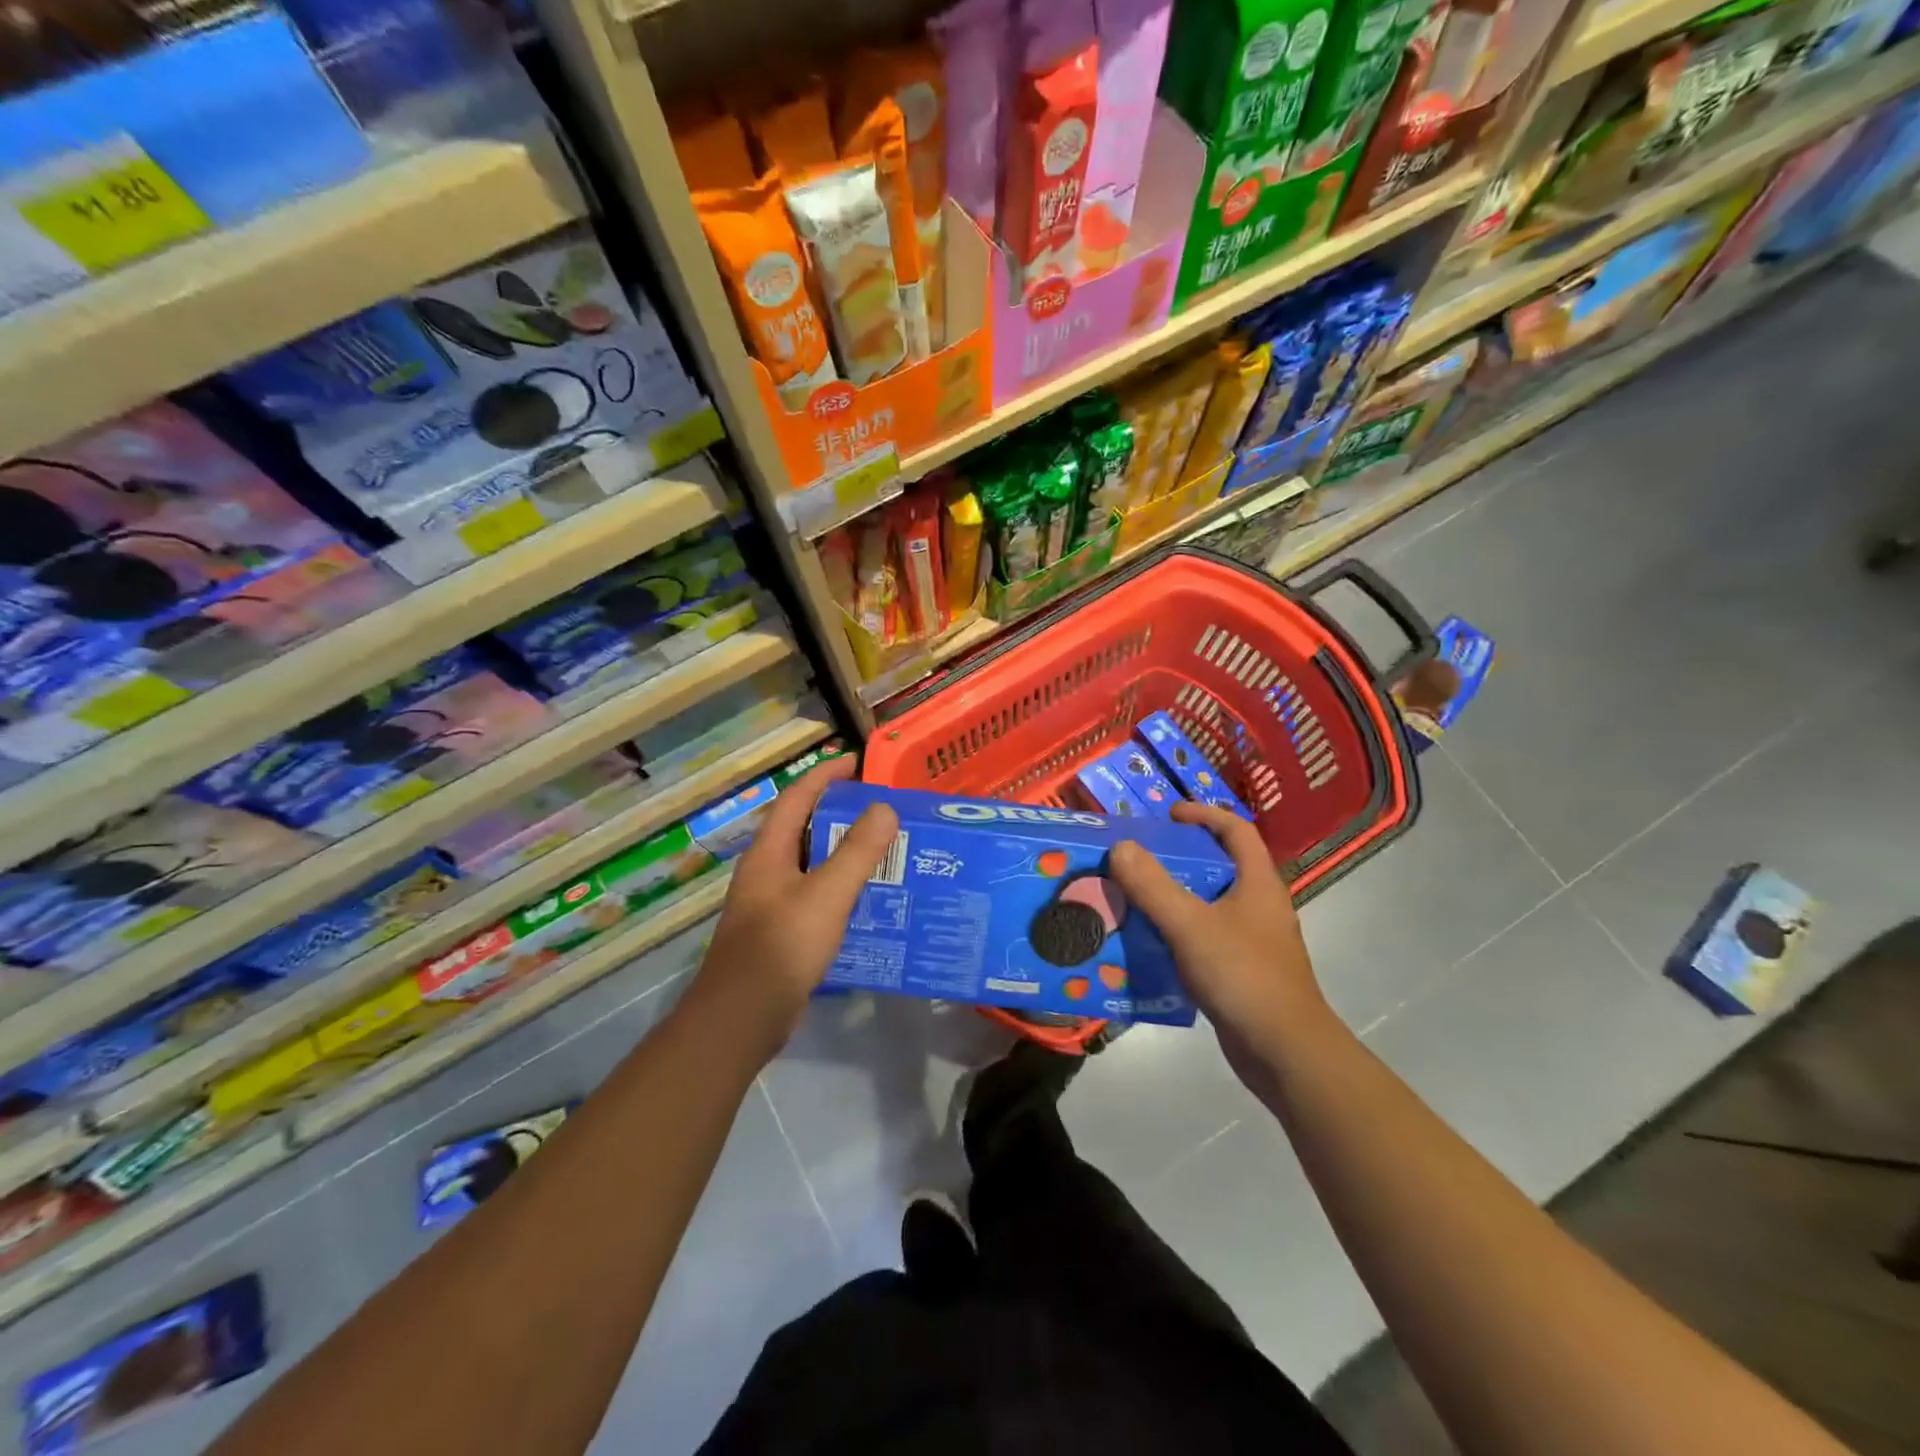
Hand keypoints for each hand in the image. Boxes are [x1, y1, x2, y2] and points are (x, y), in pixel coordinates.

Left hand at [683, 755, 898, 1062]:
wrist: (742, 1018)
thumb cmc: (782, 947)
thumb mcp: (827, 894)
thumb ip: (858, 851)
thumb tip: (883, 807)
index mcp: (769, 852)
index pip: (796, 798)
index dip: (825, 775)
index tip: (856, 762)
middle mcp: (766, 871)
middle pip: (804, 829)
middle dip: (840, 814)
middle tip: (882, 810)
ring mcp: (770, 903)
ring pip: (811, 864)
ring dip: (843, 852)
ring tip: (885, 850)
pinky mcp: (780, 932)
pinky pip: (815, 895)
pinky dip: (840, 887)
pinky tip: (868, 900)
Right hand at [1109, 803, 1331, 1093]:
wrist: (1285, 1053)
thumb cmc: (1243, 976)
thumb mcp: (1190, 925)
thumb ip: (1153, 886)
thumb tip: (1120, 846)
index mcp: (1259, 883)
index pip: (1236, 830)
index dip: (1204, 814)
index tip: (1168, 815)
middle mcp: (1260, 906)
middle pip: (1220, 866)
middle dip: (1179, 857)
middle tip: (1138, 858)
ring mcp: (1253, 941)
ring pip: (1209, 905)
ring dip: (1174, 897)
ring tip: (1133, 897)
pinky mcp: (1242, 971)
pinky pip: (1204, 938)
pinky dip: (1177, 933)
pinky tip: (1148, 944)